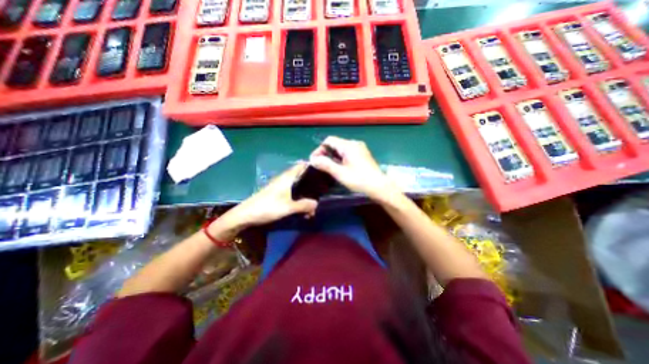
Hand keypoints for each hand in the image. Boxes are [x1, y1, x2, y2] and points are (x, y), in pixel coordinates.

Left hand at [213, 163, 318, 239]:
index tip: (323, 174)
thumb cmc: (267, 207)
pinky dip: (299, 200)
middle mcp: (285, 179)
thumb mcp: (288, 207)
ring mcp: (281, 186)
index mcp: (288, 177)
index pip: (302, 165)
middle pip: (302, 177)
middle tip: (320, 196)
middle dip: (312, 186)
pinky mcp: (278, 194)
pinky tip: (302, 211)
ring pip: (298, 187)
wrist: (246, 215)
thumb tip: (317, 203)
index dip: (313, 167)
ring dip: (305, 196)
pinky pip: (293, 194)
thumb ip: (304, 205)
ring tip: (311, 209)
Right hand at [308, 135, 394, 200]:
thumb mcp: (340, 173)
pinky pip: (348, 152)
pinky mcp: (363, 155)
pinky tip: (339, 167)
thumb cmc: (359, 180)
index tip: (315, 160)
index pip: (329, 140)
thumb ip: (325, 165)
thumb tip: (313, 159)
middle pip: (335, 144)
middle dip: (325, 153)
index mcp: (348, 145)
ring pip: (341, 149)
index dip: (319, 149)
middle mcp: (354, 143)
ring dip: (333, 156)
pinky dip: (340, 158)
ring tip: (328, 168)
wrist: (379, 187)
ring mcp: (360, 149)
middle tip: (320, 165)